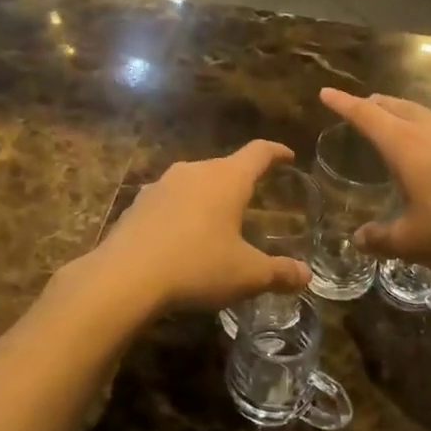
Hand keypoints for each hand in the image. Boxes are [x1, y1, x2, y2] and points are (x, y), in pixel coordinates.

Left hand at [91, 141, 312, 312]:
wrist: (124, 277)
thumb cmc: (196, 267)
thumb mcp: (246, 275)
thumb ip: (279, 273)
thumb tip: (306, 275)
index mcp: (226, 179)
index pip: (258, 153)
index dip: (276, 152)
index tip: (287, 155)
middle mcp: (193, 172)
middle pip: (224, 167)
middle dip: (240, 180)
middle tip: (252, 197)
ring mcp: (161, 185)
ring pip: (193, 182)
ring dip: (207, 197)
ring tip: (216, 219)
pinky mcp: (137, 204)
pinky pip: (169, 201)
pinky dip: (181, 213)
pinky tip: (180, 237)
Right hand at [320, 88, 430, 275]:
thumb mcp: (412, 241)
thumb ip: (381, 239)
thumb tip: (359, 240)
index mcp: (404, 145)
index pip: (365, 115)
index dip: (343, 104)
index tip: (326, 93)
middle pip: (396, 106)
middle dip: (374, 104)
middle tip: (361, 106)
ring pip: (424, 112)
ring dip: (404, 113)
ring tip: (397, 122)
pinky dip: (430, 128)